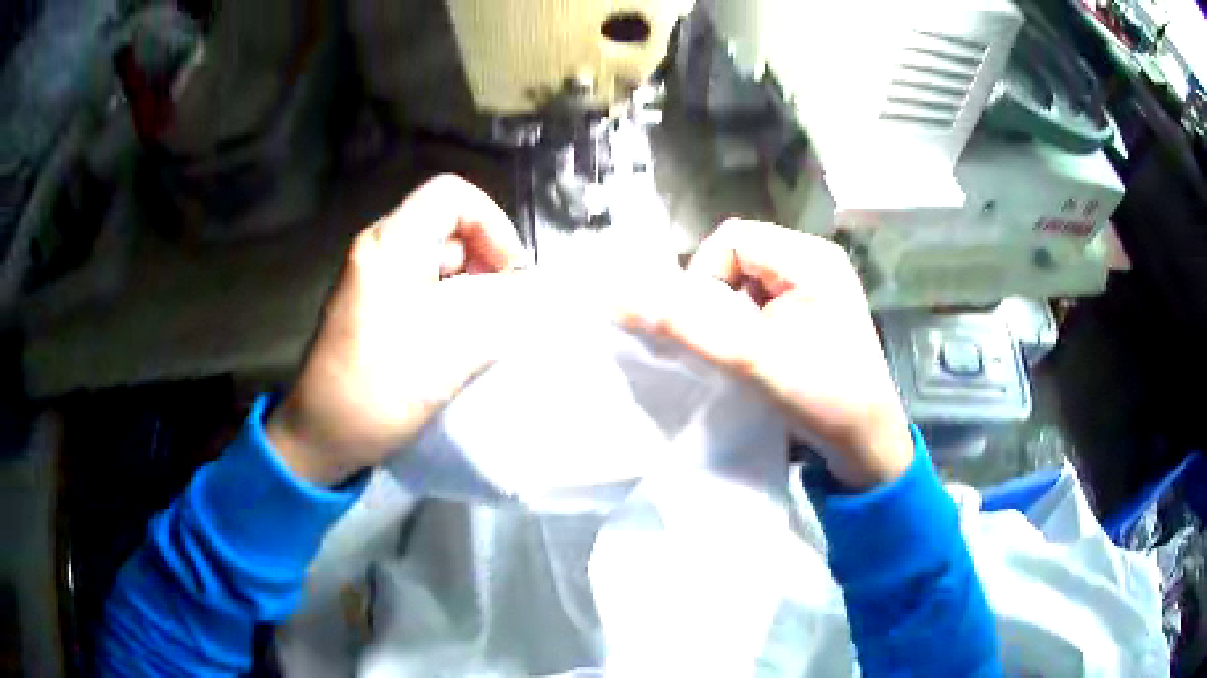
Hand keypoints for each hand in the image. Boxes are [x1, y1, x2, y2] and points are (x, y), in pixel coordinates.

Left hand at [267, 175, 528, 484]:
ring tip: (484, 327)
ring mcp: (372, 276)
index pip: (451, 195)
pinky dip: (449, 300)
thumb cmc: (377, 391)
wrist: (320, 436)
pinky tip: (457, 338)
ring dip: (469, 283)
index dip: (492, 222)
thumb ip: (501, 312)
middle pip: (447, 223)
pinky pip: (421, 282)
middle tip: (504, 304)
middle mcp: (378, 249)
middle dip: (485, 257)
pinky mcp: (372, 302)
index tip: (510, 272)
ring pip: (436, 255)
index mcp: (390, 246)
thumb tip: (534, 291)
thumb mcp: (449, 352)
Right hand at [622, 220, 913, 488]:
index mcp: (811, 257)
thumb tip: (617, 298)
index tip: (710, 328)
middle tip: (730, 345)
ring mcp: (817, 286)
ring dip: (733, 315)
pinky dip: (748, 325)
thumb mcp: (751, 360)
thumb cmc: (823, 398)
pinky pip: (762, 300)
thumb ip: (686, 326)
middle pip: (738, 257)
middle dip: (720, 300)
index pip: (732, 239)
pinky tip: (759, 356)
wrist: (867, 445)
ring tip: (747, 355)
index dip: (706, 277)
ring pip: (746, 281)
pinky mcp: (814, 310)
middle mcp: (816, 260)